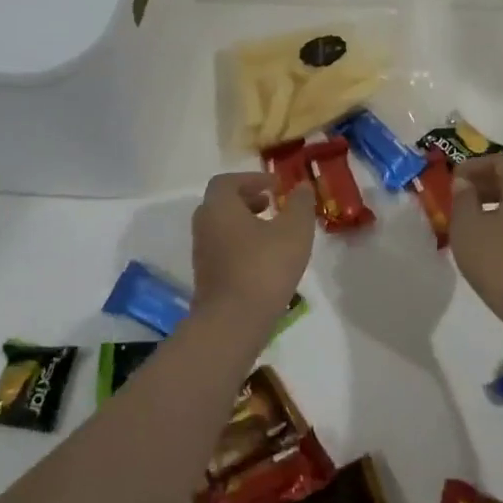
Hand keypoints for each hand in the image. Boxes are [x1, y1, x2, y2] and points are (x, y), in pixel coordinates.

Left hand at [190, 172, 315, 323]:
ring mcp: (202, 254)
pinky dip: (241, 245)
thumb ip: (300, 204)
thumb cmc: (264, 267)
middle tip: (273, 205)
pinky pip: (223, 250)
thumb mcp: (294, 230)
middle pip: (223, 203)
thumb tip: (301, 186)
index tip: (276, 186)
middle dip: (248, 200)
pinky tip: (265, 260)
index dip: (252, 179)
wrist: (233, 323)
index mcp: (219, 207)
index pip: (228, 181)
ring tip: (273, 233)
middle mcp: (204, 226)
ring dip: (245, 224)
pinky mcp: (206, 278)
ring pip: (222, 228)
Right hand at [449, 154, 502, 326]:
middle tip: (460, 196)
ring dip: (495, 204)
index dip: (477, 165)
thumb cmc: (501, 263)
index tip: (455, 178)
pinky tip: (489, 243)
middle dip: (485, 183)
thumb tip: (465, 184)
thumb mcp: (469, 229)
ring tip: (470, 221)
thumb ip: (463, 199)